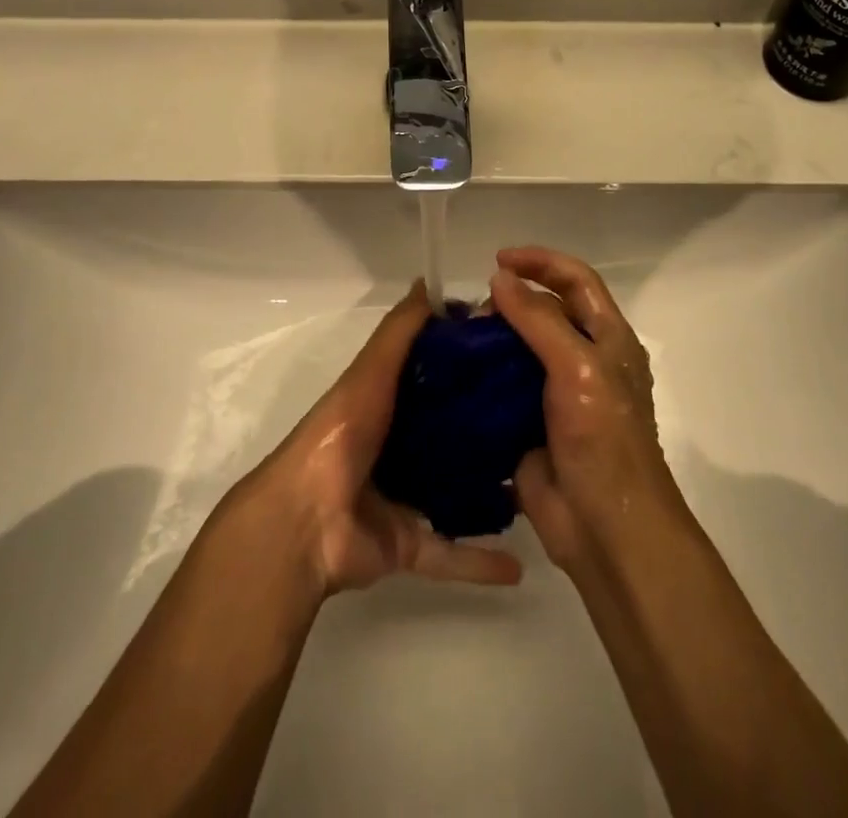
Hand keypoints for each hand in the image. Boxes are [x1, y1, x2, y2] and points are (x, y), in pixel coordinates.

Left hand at [243, 281, 522, 595]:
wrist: (305, 522)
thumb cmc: (342, 435)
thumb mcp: (371, 372)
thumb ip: (400, 330)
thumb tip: (428, 282)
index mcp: (388, 404)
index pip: (437, 378)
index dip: (472, 366)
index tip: (517, 357)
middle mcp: (397, 447)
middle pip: (452, 433)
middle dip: (490, 428)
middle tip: (543, 421)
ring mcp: (402, 499)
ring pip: (456, 492)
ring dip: (491, 492)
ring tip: (539, 485)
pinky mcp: (407, 545)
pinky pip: (450, 553)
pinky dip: (479, 561)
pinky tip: (520, 565)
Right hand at [490, 248, 688, 571]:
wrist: (603, 528)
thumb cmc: (603, 438)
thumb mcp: (577, 367)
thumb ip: (538, 319)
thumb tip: (500, 278)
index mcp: (608, 339)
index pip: (576, 280)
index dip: (541, 262)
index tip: (498, 259)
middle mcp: (584, 359)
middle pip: (546, 311)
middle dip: (511, 301)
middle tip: (474, 309)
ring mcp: (556, 393)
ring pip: (520, 349)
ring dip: (492, 339)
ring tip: (458, 338)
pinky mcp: (530, 423)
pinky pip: (502, 388)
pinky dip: (481, 376)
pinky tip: (453, 372)